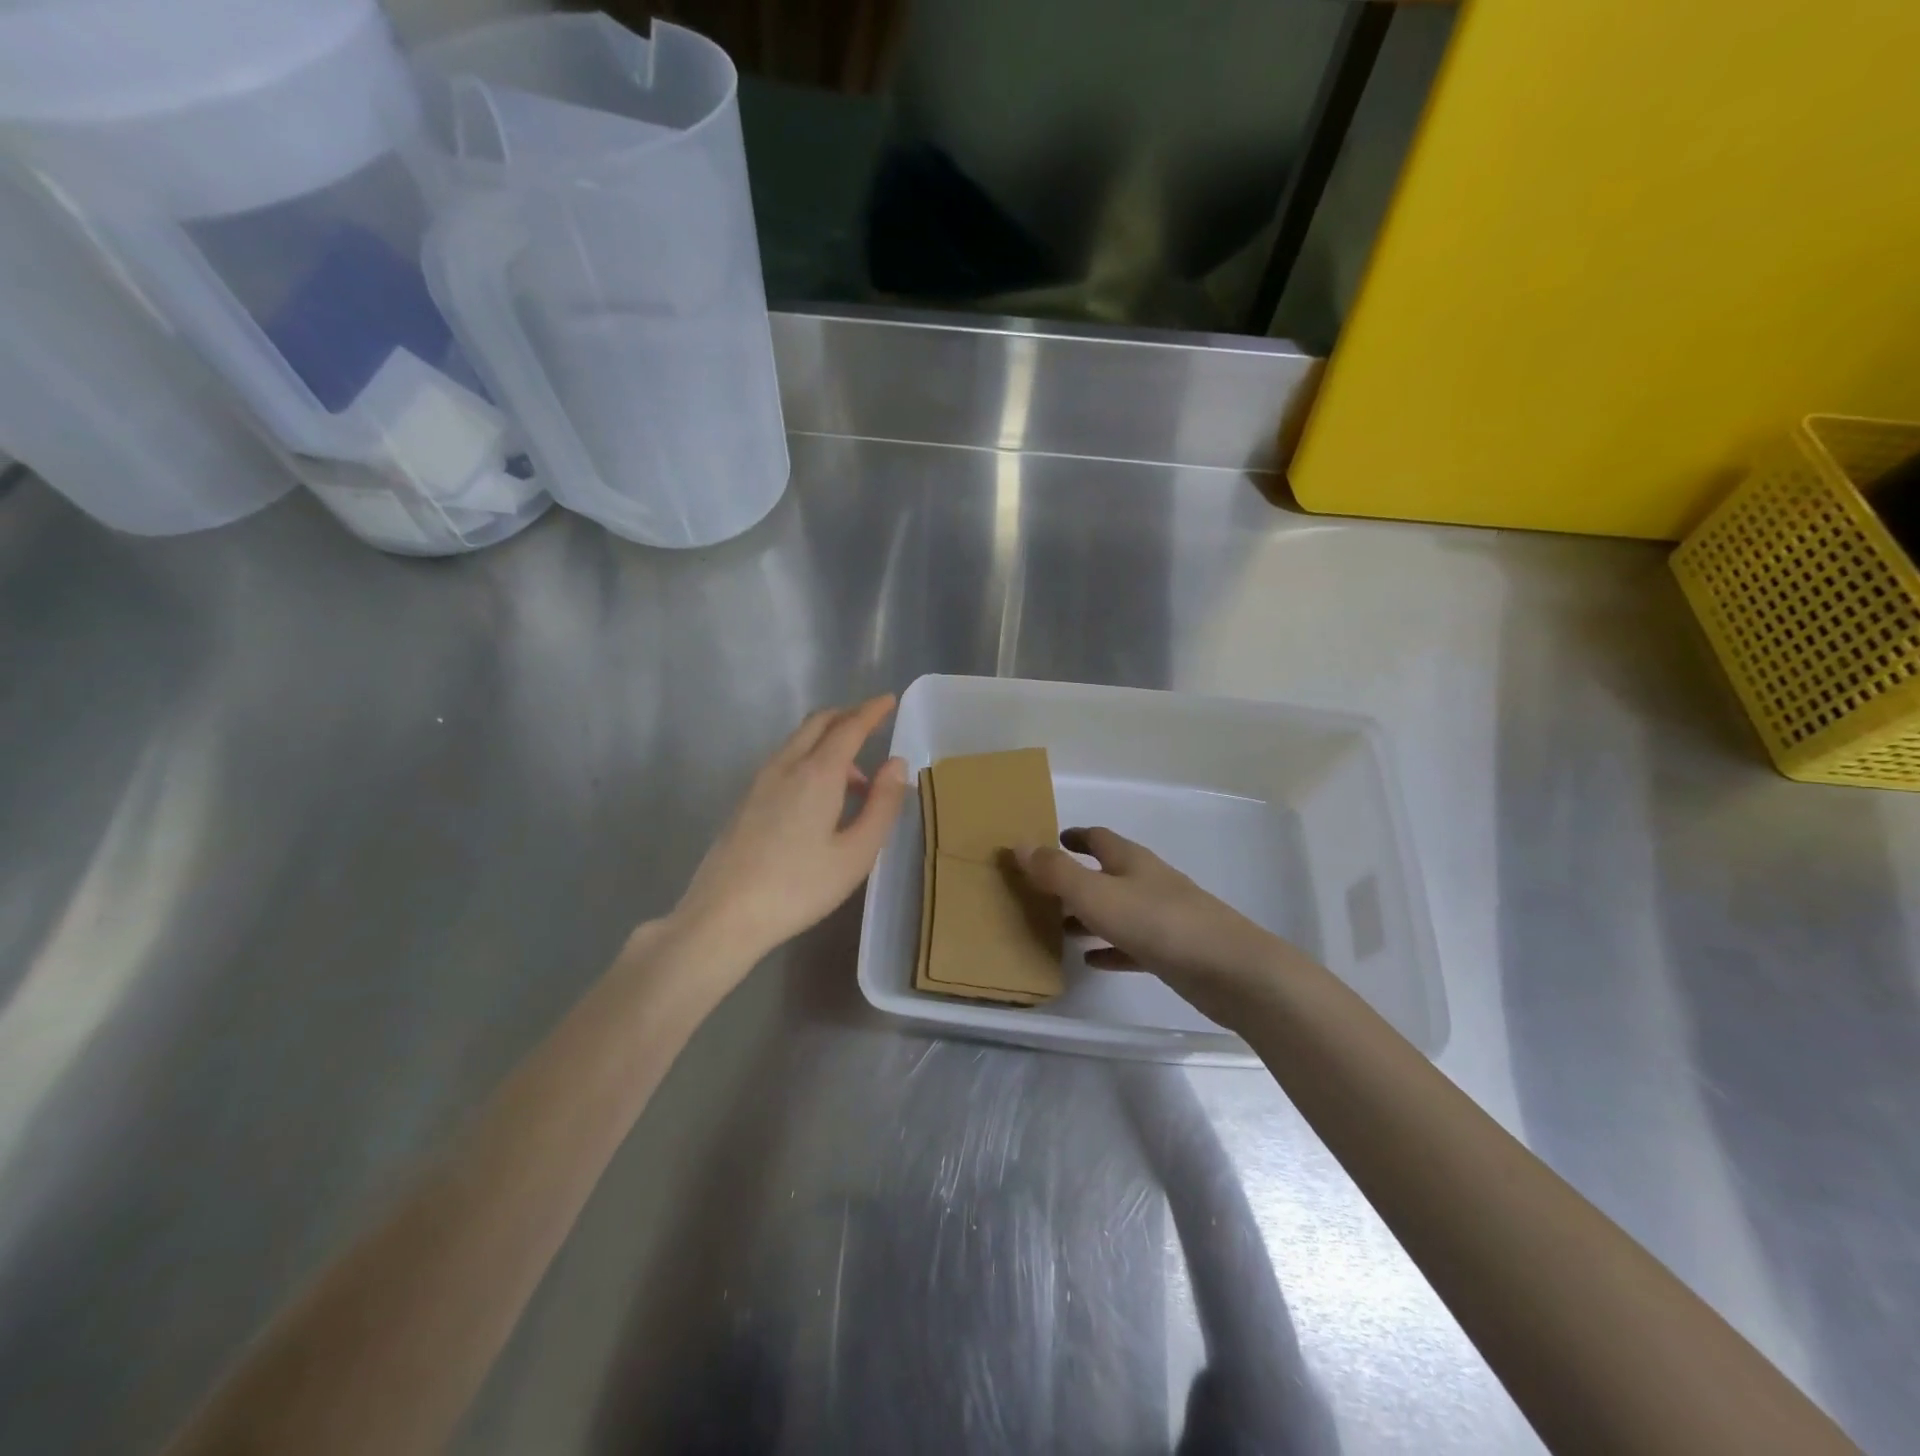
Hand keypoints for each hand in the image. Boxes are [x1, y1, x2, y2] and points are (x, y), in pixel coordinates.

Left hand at [671, 695, 908, 964]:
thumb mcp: (856, 853)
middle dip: (847, 716)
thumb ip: (882, 804)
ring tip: (856, 781)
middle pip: (818, 723)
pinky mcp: (745, 800)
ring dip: (829, 742)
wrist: (724, 915)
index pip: (849, 726)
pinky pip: (785, 761)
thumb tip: (896, 764)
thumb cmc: (799, 887)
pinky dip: (810, 759)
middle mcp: (786, 766)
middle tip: (873, 726)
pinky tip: (820, 799)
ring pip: (798, 741)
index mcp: (817, 774)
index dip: (871, 711)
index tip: (889, 700)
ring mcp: (760, 781)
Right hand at [1015, 827, 1302, 1019]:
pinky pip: (1132, 945)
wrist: (1232, 971)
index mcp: (1132, 862)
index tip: (1052, 840)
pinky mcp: (1174, 952)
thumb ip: (1057, 872)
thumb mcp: (1097, 895)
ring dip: (1090, 916)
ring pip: (1118, 910)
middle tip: (1044, 890)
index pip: (1099, 839)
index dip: (1075, 837)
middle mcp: (1149, 883)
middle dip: (1077, 879)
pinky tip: (1093, 962)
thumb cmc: (1160, 924)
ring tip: (1059, 928)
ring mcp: (1165, 918)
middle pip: (1108, 873)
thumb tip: (1020, 844)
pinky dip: (1111, 948)